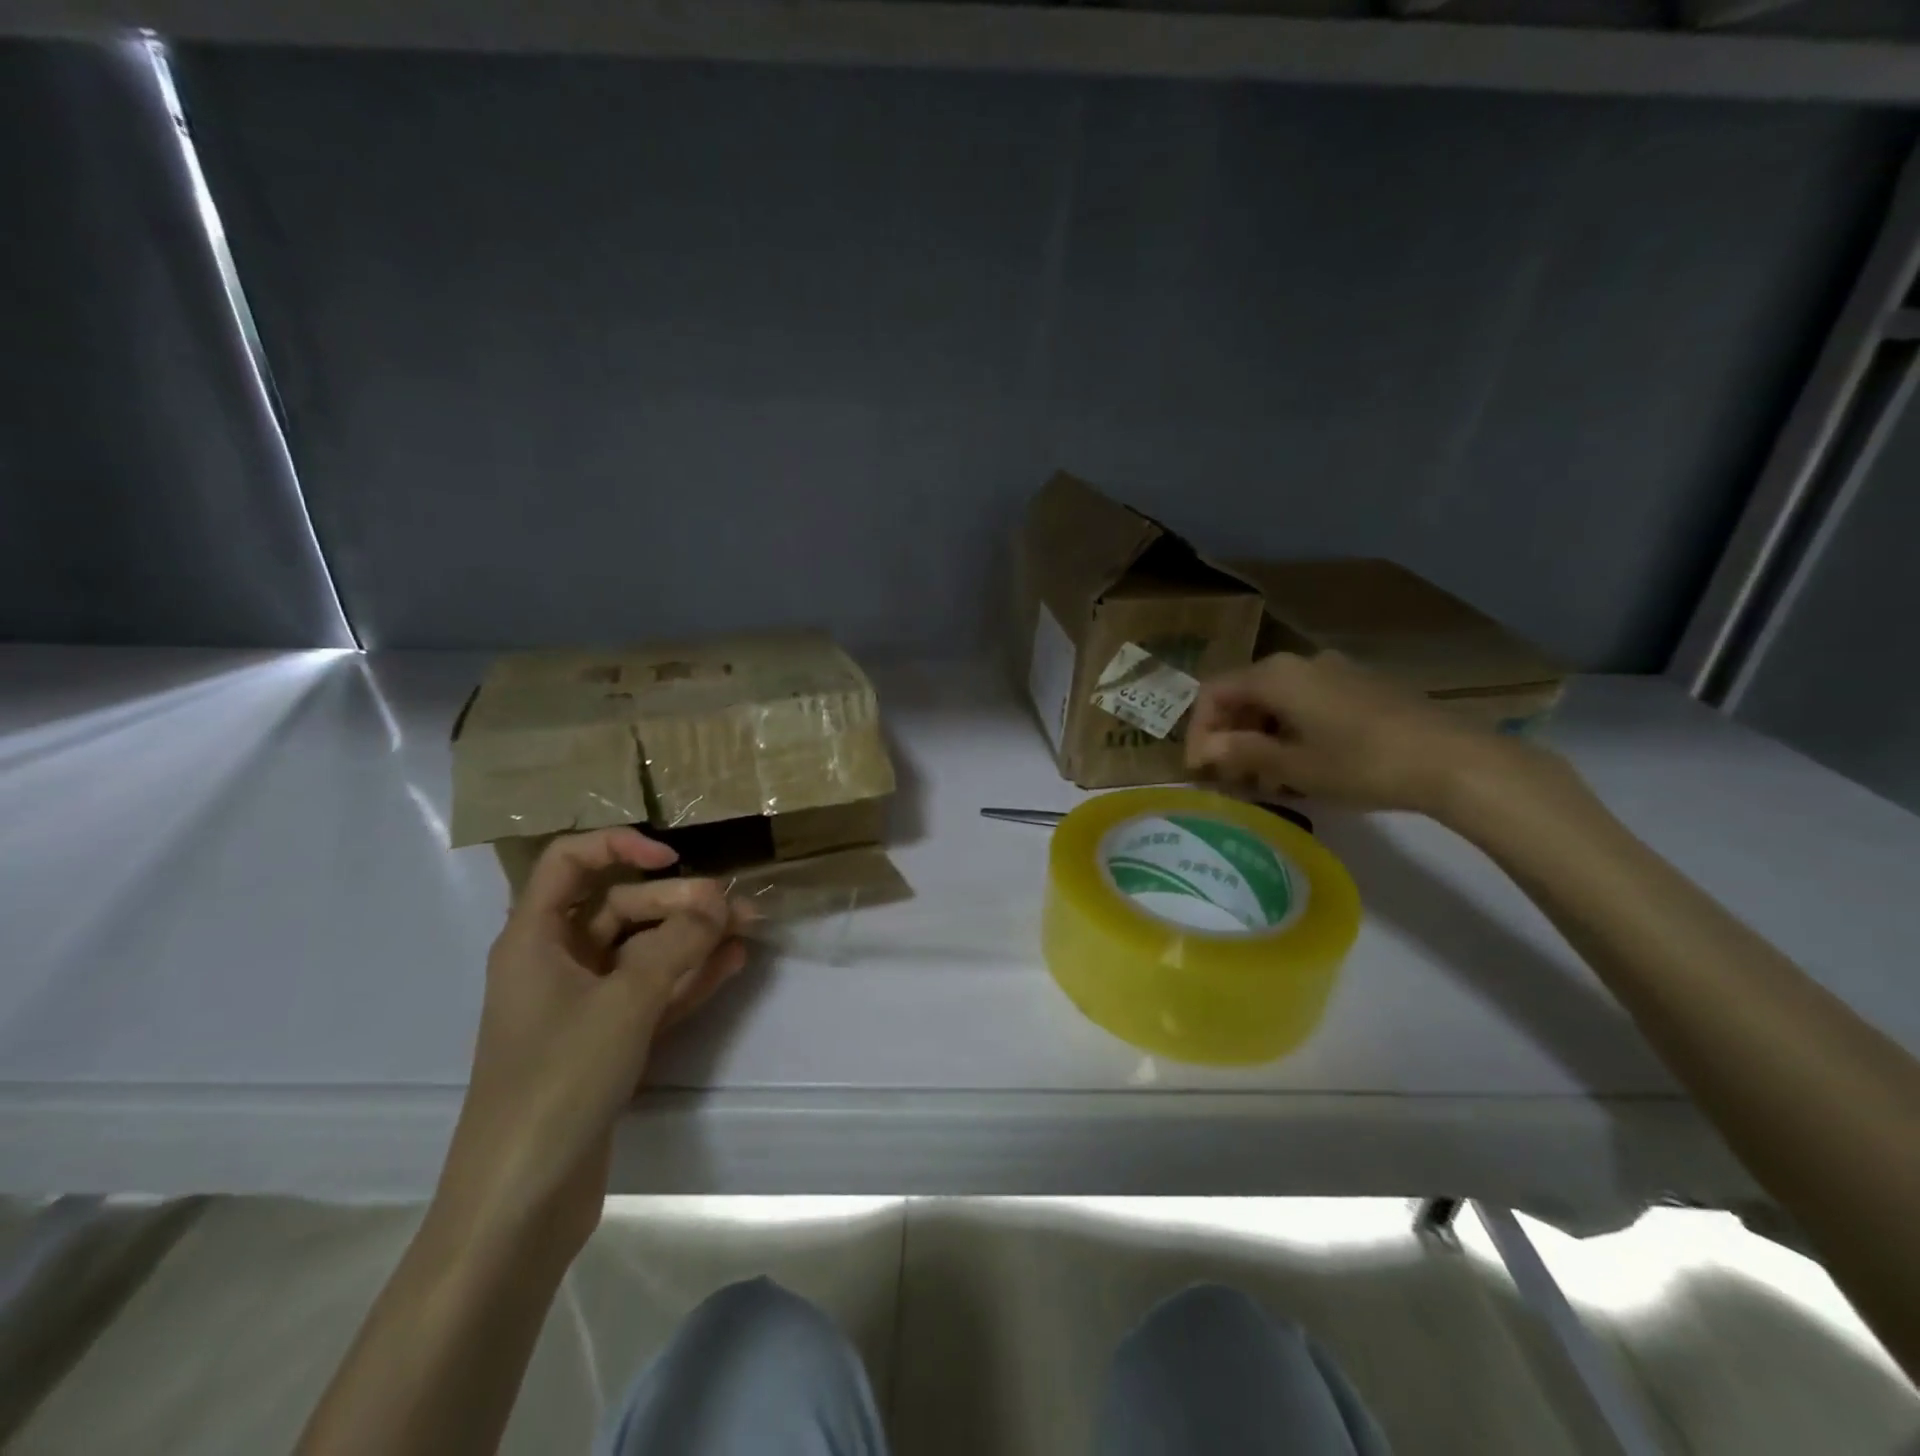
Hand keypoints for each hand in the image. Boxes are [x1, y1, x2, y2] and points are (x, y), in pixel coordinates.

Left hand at [433, 828, 752, 1262]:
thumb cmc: (559, 1081)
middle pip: (621, 909)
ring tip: (748, 929)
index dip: (619, 846)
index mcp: (536, 939)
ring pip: (643, 952)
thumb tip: (720, 902)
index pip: (570, 862)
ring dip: (692, 939)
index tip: (671, 858)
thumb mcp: (625, 1002)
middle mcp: (556, 962)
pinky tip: (732, 963)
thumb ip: (678, 944)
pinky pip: (651, 992)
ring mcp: (582, 1005)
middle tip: (736, 909)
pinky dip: (687, 977)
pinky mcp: (604, 1041)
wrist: (520, 1200)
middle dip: (679, 904)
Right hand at [1186, 650, 1523, 814]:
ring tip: (1264, 779)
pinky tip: (1302, 764)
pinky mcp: (1361, 686)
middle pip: (1244, 693)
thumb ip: (1241, 753)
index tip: (1200, 770)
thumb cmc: (1361, 763)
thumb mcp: (1293, 766)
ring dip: (1259, 735)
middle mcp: (1300, 663)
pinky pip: (1307, 702)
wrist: (1454, 759)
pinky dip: (1290, 730)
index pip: (1214, 693)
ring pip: (1276, 699)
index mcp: (1276, 675)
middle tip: (1229, 778)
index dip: (1199, 730)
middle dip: (1229, 734)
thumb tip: (1202, 751)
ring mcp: (1335, 671)